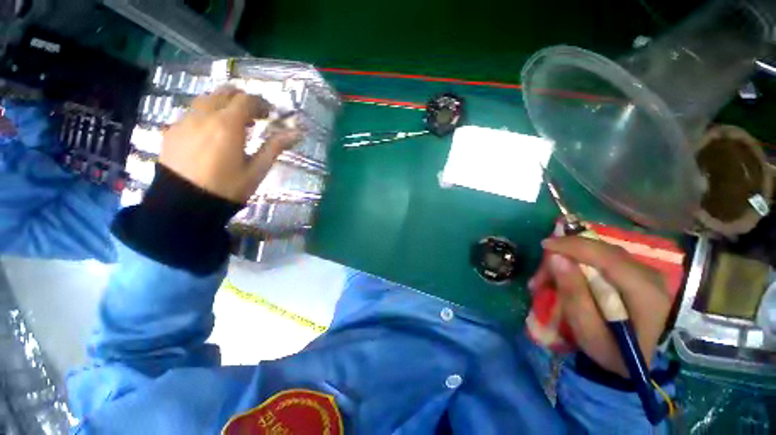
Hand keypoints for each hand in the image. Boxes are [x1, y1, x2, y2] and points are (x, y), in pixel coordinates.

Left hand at [160, 86, 301, 202]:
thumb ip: (275, 147)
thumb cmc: (227, 188)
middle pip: (224, 92)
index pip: (246, 100)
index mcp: (227, 125)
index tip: (270, 114)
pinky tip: (212, 134)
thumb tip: (297, 133)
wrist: (183, 204)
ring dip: (223, 105)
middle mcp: (204, 115)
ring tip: (234, 124)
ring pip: (206, 99)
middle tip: (254, 116)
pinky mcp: (172, 130)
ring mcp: (184, 121)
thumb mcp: (257, 169)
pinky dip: (207, 115)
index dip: (261, 103)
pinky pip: (192, 112)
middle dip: (242, 99)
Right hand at [529, 236, 670, 376]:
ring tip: (550, 281)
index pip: (602, 254)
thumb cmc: (619, 354)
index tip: (543, 245)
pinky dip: (583, 265)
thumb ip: (574, 295)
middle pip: (598, 251)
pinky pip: (605, 261)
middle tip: (541, 277)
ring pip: (600, 254)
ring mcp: (646, 273)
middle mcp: (647, 273)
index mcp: (641, 289)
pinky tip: (570, 279)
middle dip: (565, 256)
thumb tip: (556, 258)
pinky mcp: (639, 276)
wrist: (653, 364)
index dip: (570, 245)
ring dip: (572, 261)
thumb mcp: (591, 333)